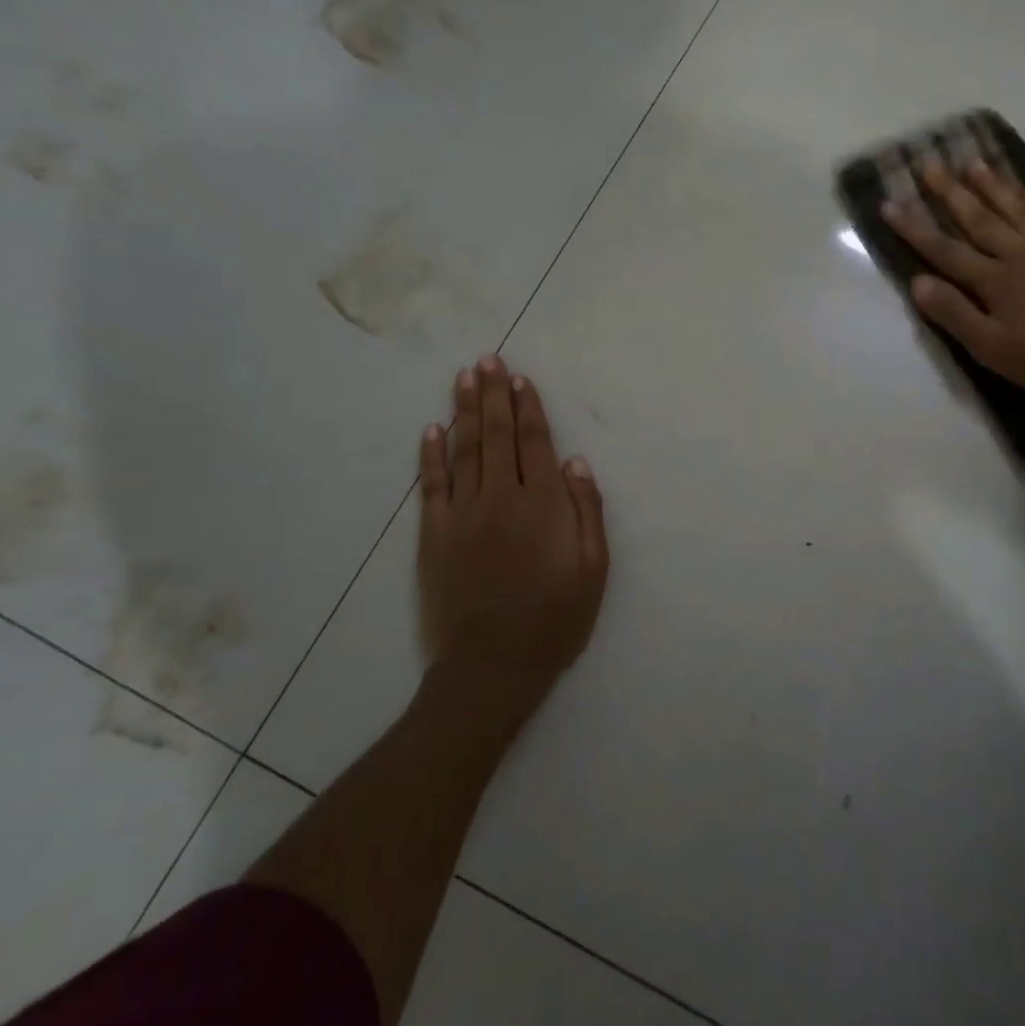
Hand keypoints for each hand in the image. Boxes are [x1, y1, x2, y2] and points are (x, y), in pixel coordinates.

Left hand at [416, 356, 608, 724]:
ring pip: (464, 449)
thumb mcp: (593, 569)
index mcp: (543, 504)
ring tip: (463, 378)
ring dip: (464, 411)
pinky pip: (433, 484)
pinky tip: (432, 429)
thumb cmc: (555, 619)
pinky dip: (431, 454)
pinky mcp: (434, 534)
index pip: (534, 442)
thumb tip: (574, 460)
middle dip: (493, 395)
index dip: (527, 408)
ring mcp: (463, 513)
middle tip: (487, 360)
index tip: (519, 378)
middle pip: (496, 435)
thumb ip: (587, 510)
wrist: (493, 665)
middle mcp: (502, 497)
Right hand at [882, 158, 1024, 404]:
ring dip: (994, 187)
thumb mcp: (989, 348)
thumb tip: (918, 281)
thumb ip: (953, 313)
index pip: (945, 249)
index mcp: (994, 280)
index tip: (890, 203)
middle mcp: (1021, 254)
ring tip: (975, 163)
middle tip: (930, 164)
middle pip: (979, 219)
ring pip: (1018, 211)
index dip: (914, 227)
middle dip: (951, 192)